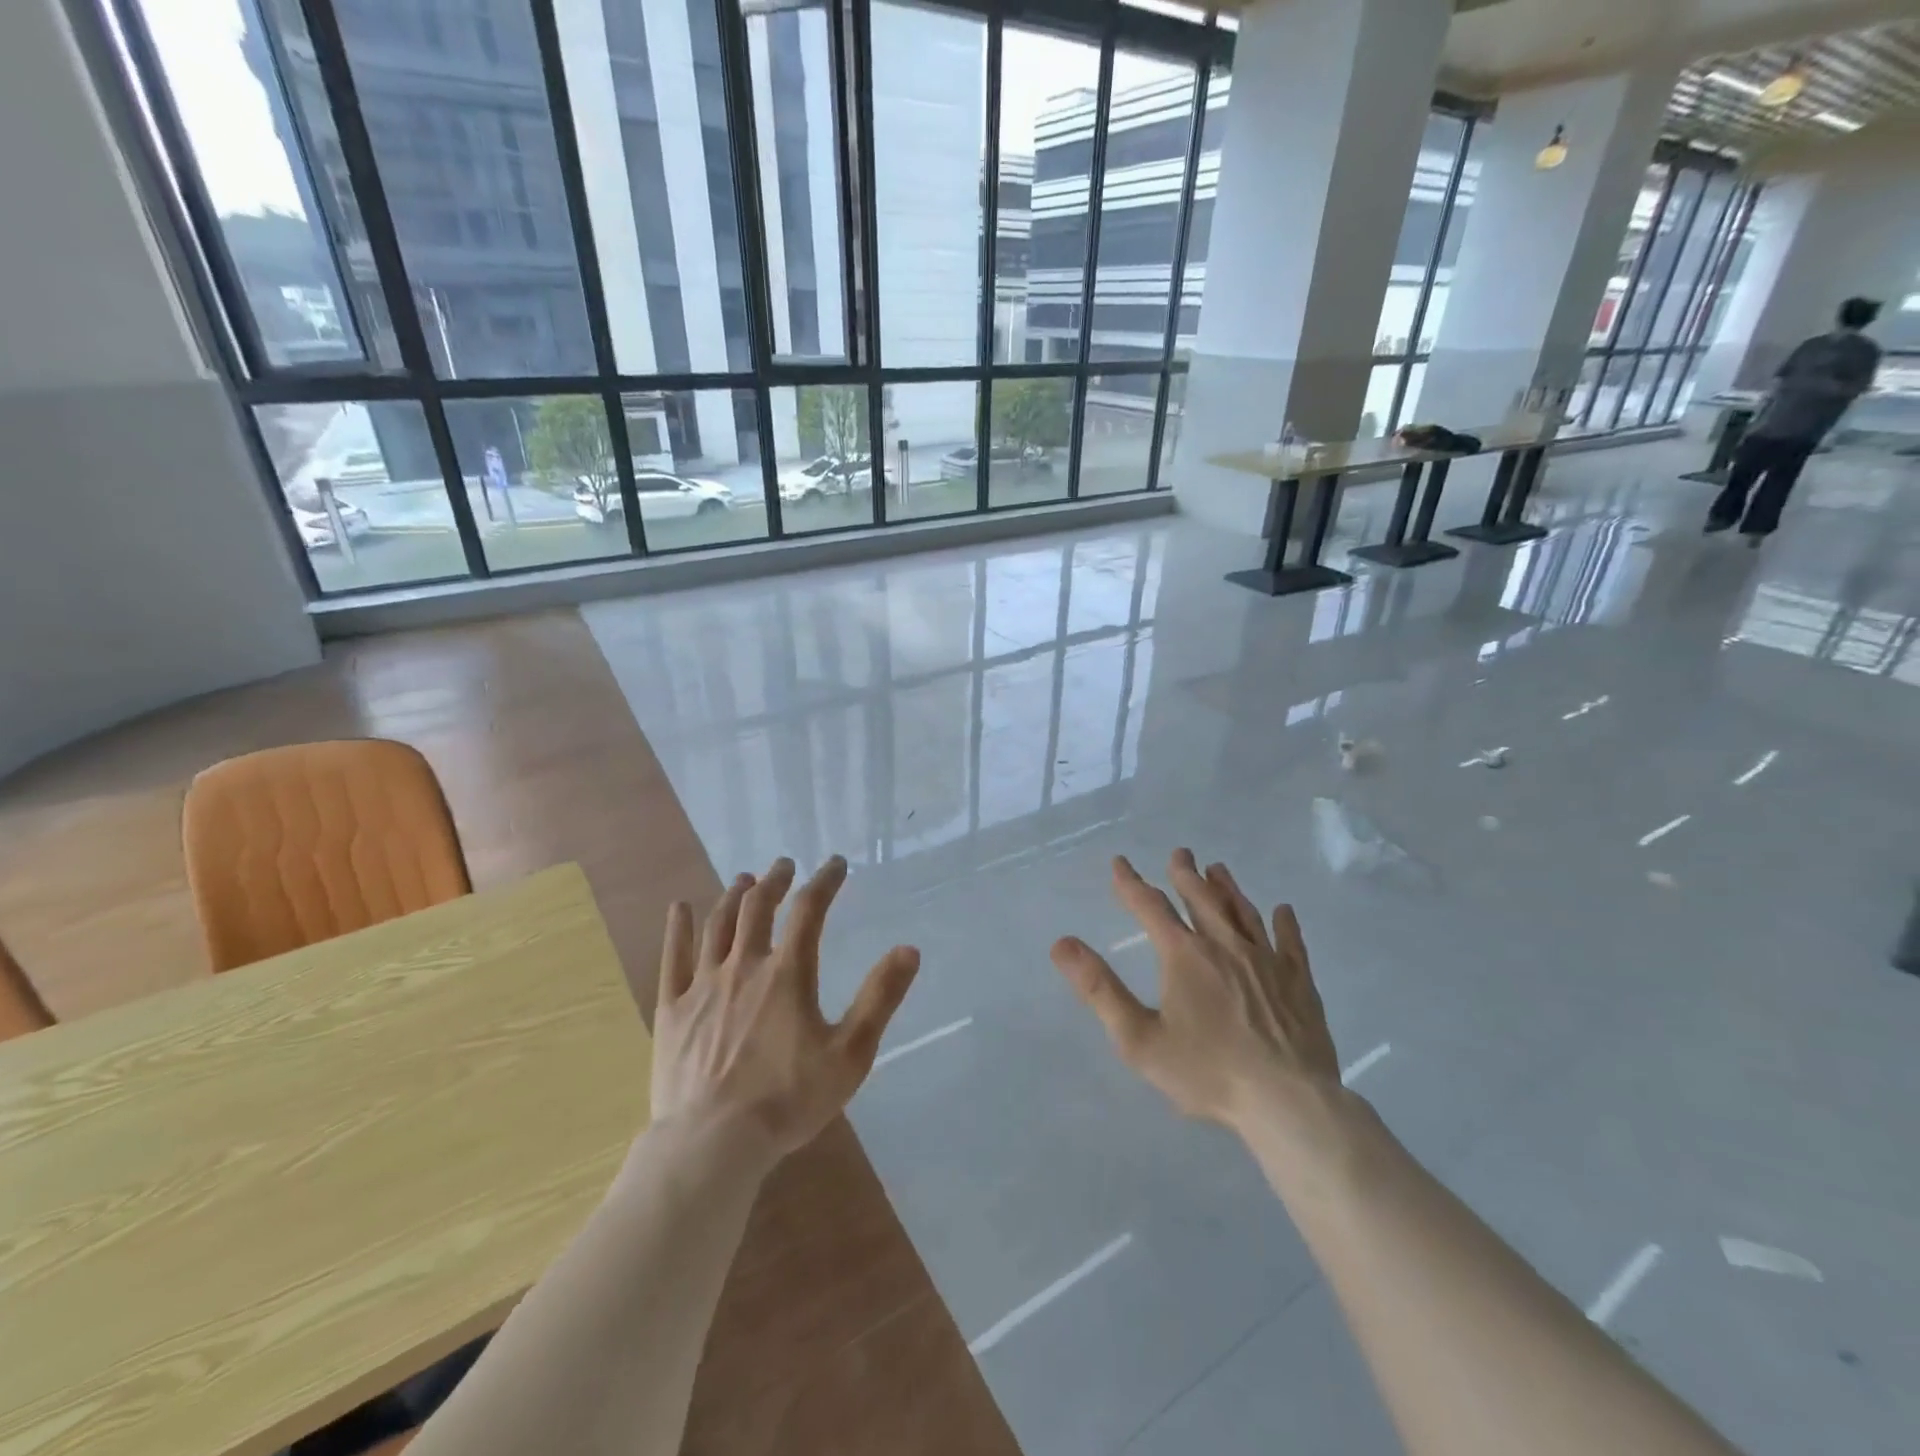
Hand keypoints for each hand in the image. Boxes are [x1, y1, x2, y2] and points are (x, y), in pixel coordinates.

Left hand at [653, 856, 918, 1164]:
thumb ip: (879, 999)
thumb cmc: (787, 1101)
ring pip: (718, 925)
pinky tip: (678, 908)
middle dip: (774, 881)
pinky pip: (672, 958)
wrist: (712, 1143)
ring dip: (734, 896)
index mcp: (787, 974)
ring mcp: (703, 986)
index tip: (835, 864)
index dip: (825, 881)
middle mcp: (744, 967)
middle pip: (758, 907)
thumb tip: (909, 949)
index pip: (809, 910)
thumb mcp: (850, 1054)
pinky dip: (677, 929)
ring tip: (744, 880)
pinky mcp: (672, 1010)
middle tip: (784, 866)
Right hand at [1051, 851, 1339, 1129]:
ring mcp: (1266, 960)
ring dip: (1227, 888)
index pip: (1150, 906)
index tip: (1119, 862)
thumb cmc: (1208, 1073)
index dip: (1131, 883)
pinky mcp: (1299, 981)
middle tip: (1180, 852)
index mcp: (1184, 955)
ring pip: (1242, 912)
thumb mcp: (1139, 1039)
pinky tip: (1283, 910)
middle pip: (1201, 899)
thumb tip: (1062, 944)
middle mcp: (1224, 945)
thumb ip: (1100, 990)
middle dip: (1186, 874)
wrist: (1288, 1102)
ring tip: (1218, 869)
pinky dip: (1284, 922)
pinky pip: (1290, 942)